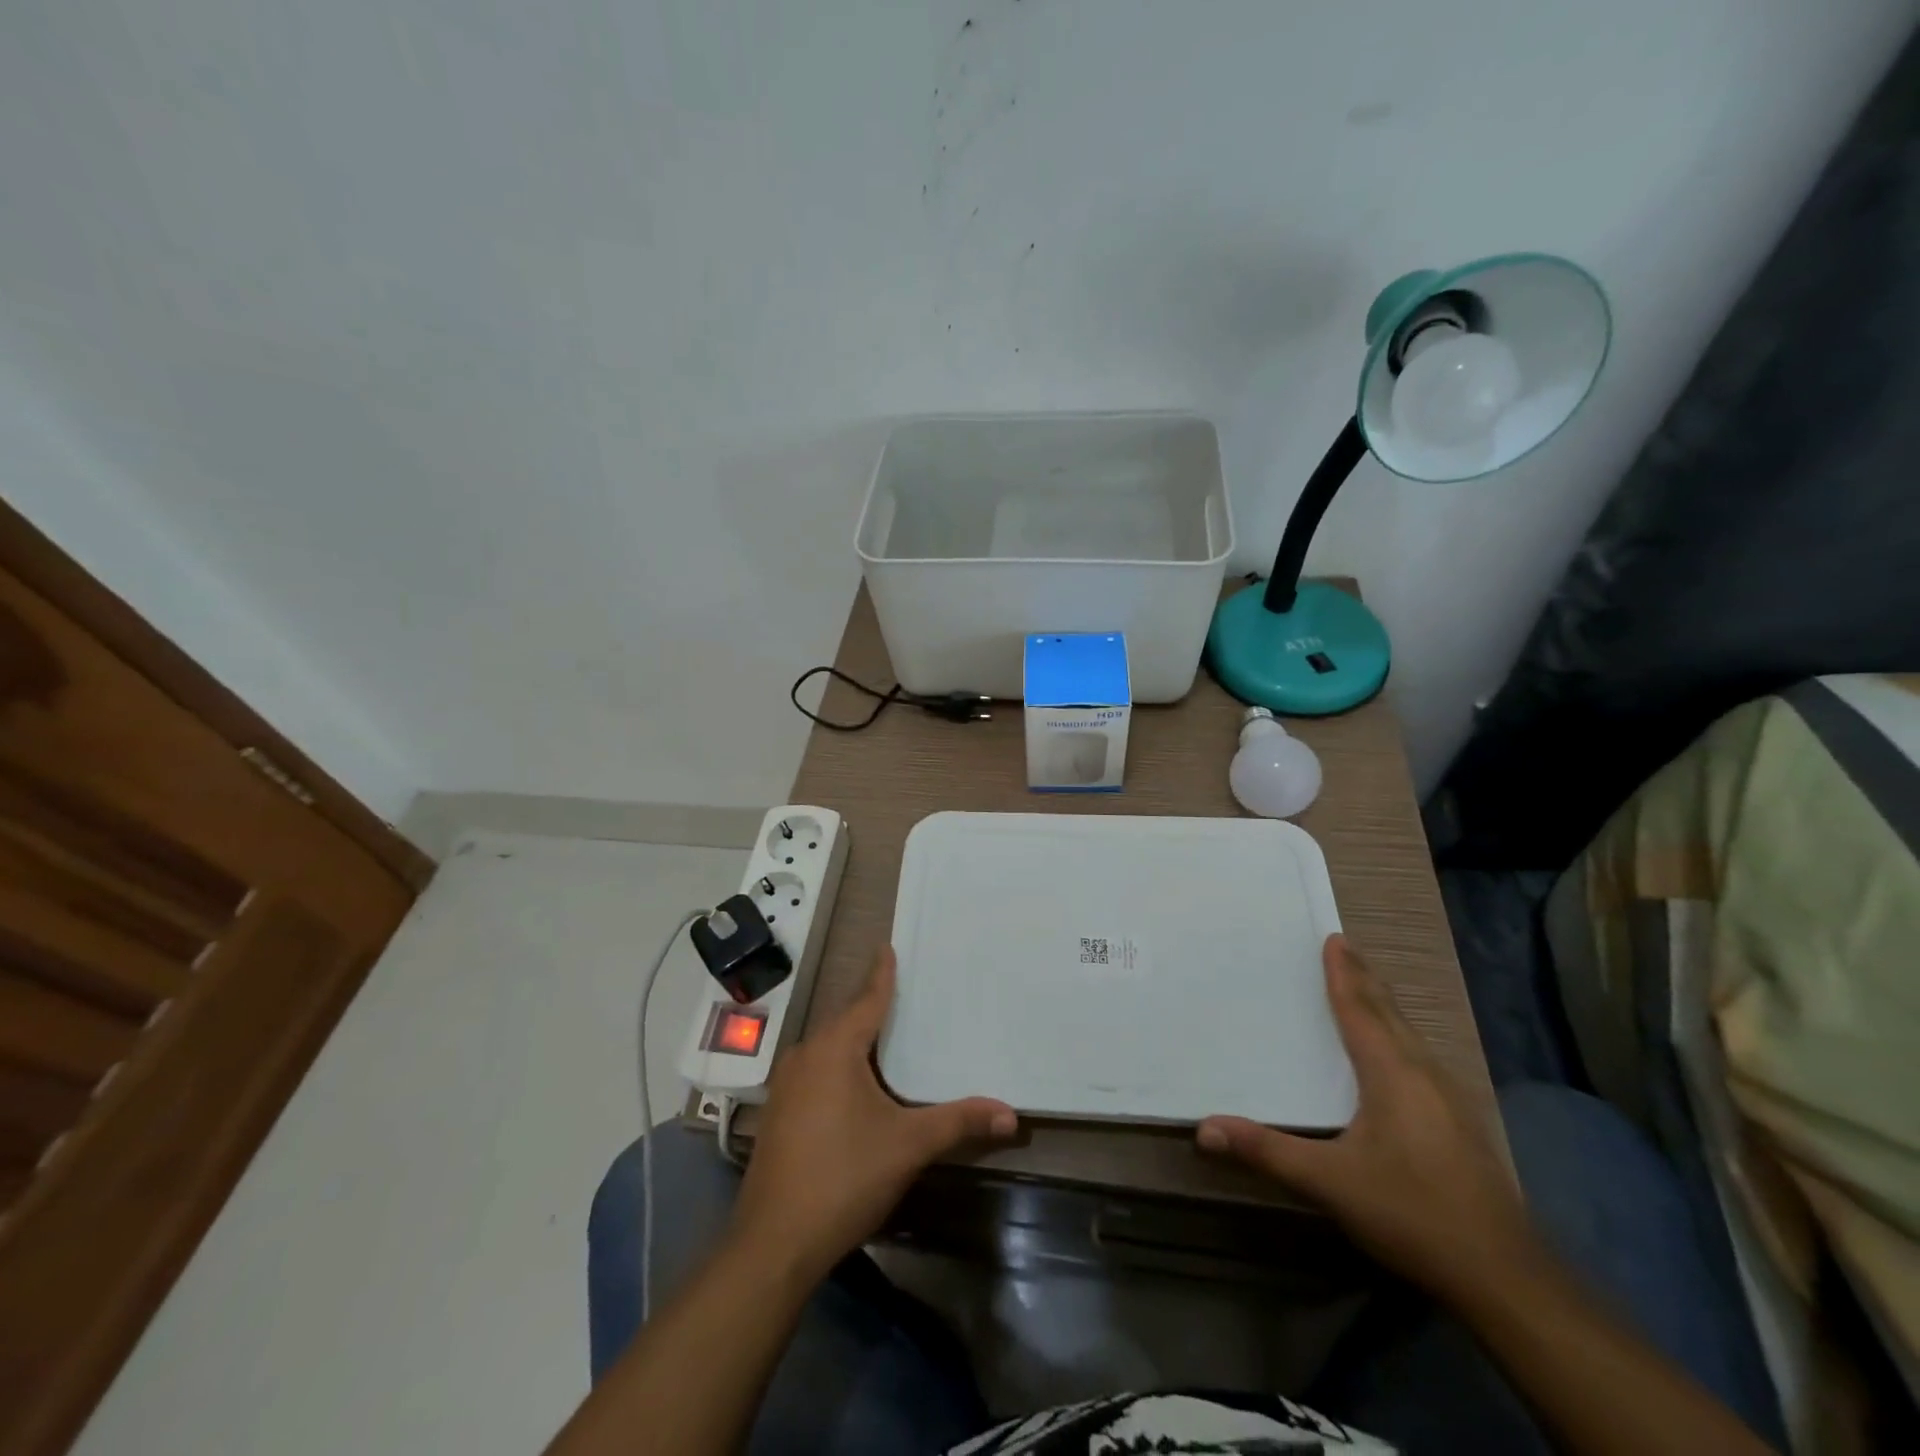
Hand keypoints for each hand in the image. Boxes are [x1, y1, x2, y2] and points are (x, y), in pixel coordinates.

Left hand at [729, 946, 1017, 1282]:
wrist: (774, 1244)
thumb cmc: (844, 1177)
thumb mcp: (908, 1145)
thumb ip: (958, 1122)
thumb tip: (1011, 1114)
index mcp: (834, 1049)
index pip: (867, 999)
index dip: (881, 975)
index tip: (887, 947)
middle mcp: (805, 1056)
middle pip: (846, 1021)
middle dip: (872, 1008)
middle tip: (902, 994)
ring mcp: (786, 1086)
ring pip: (828, 1049)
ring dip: (855, 1040)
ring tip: (885, 1035)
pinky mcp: (778, 1114)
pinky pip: (816, 1072)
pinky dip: (839, 1066)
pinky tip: (856, 1085)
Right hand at [1197, 935, 1534, 1303]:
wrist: (1504, 1276)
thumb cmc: (1411, 1213)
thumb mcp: (1329, 1182)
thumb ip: (1266, 1151)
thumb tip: (1204, 1128)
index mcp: (1392, 1073)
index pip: (1360, 1010)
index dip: (1343, 974)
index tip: (1333, 939)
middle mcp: (1424, 1074)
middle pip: (1390, 1013)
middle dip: (1365, 979)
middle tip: (1345, 949)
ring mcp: (1450, 1099)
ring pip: (1410, 1035)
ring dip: (1384, 1006)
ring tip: (1366, 989)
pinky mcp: (1461, 1124)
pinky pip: (1421, 1057)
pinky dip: (1399, 1035)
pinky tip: (1398, 1055)